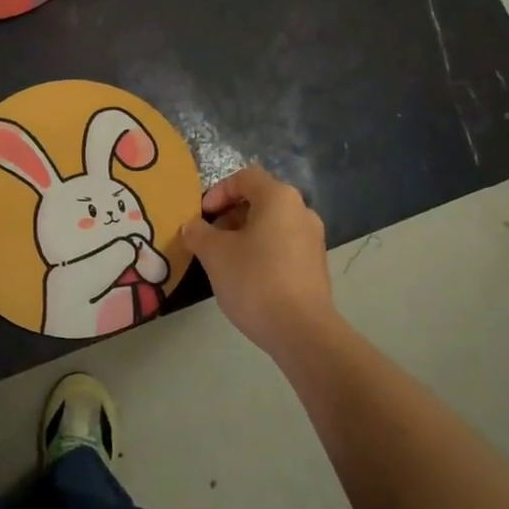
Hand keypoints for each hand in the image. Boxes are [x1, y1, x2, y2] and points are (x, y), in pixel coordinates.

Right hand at [183, 166, 337, 359]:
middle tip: (210, 239)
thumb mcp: (214, 254)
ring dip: (245, 235)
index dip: (218, 191)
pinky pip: (283, 245)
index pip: (244, 177)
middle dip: (230, 215)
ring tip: (225, 261)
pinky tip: (248, 278)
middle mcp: (302, 210)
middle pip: (259, 200)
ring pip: (272, 224)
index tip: (202, 216)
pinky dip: (262, 251)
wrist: (302, 331)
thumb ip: (198, 233)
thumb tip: (192, 227)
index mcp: (279, 198)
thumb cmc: (254, 280)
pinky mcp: (316, 265)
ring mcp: (313, 239)